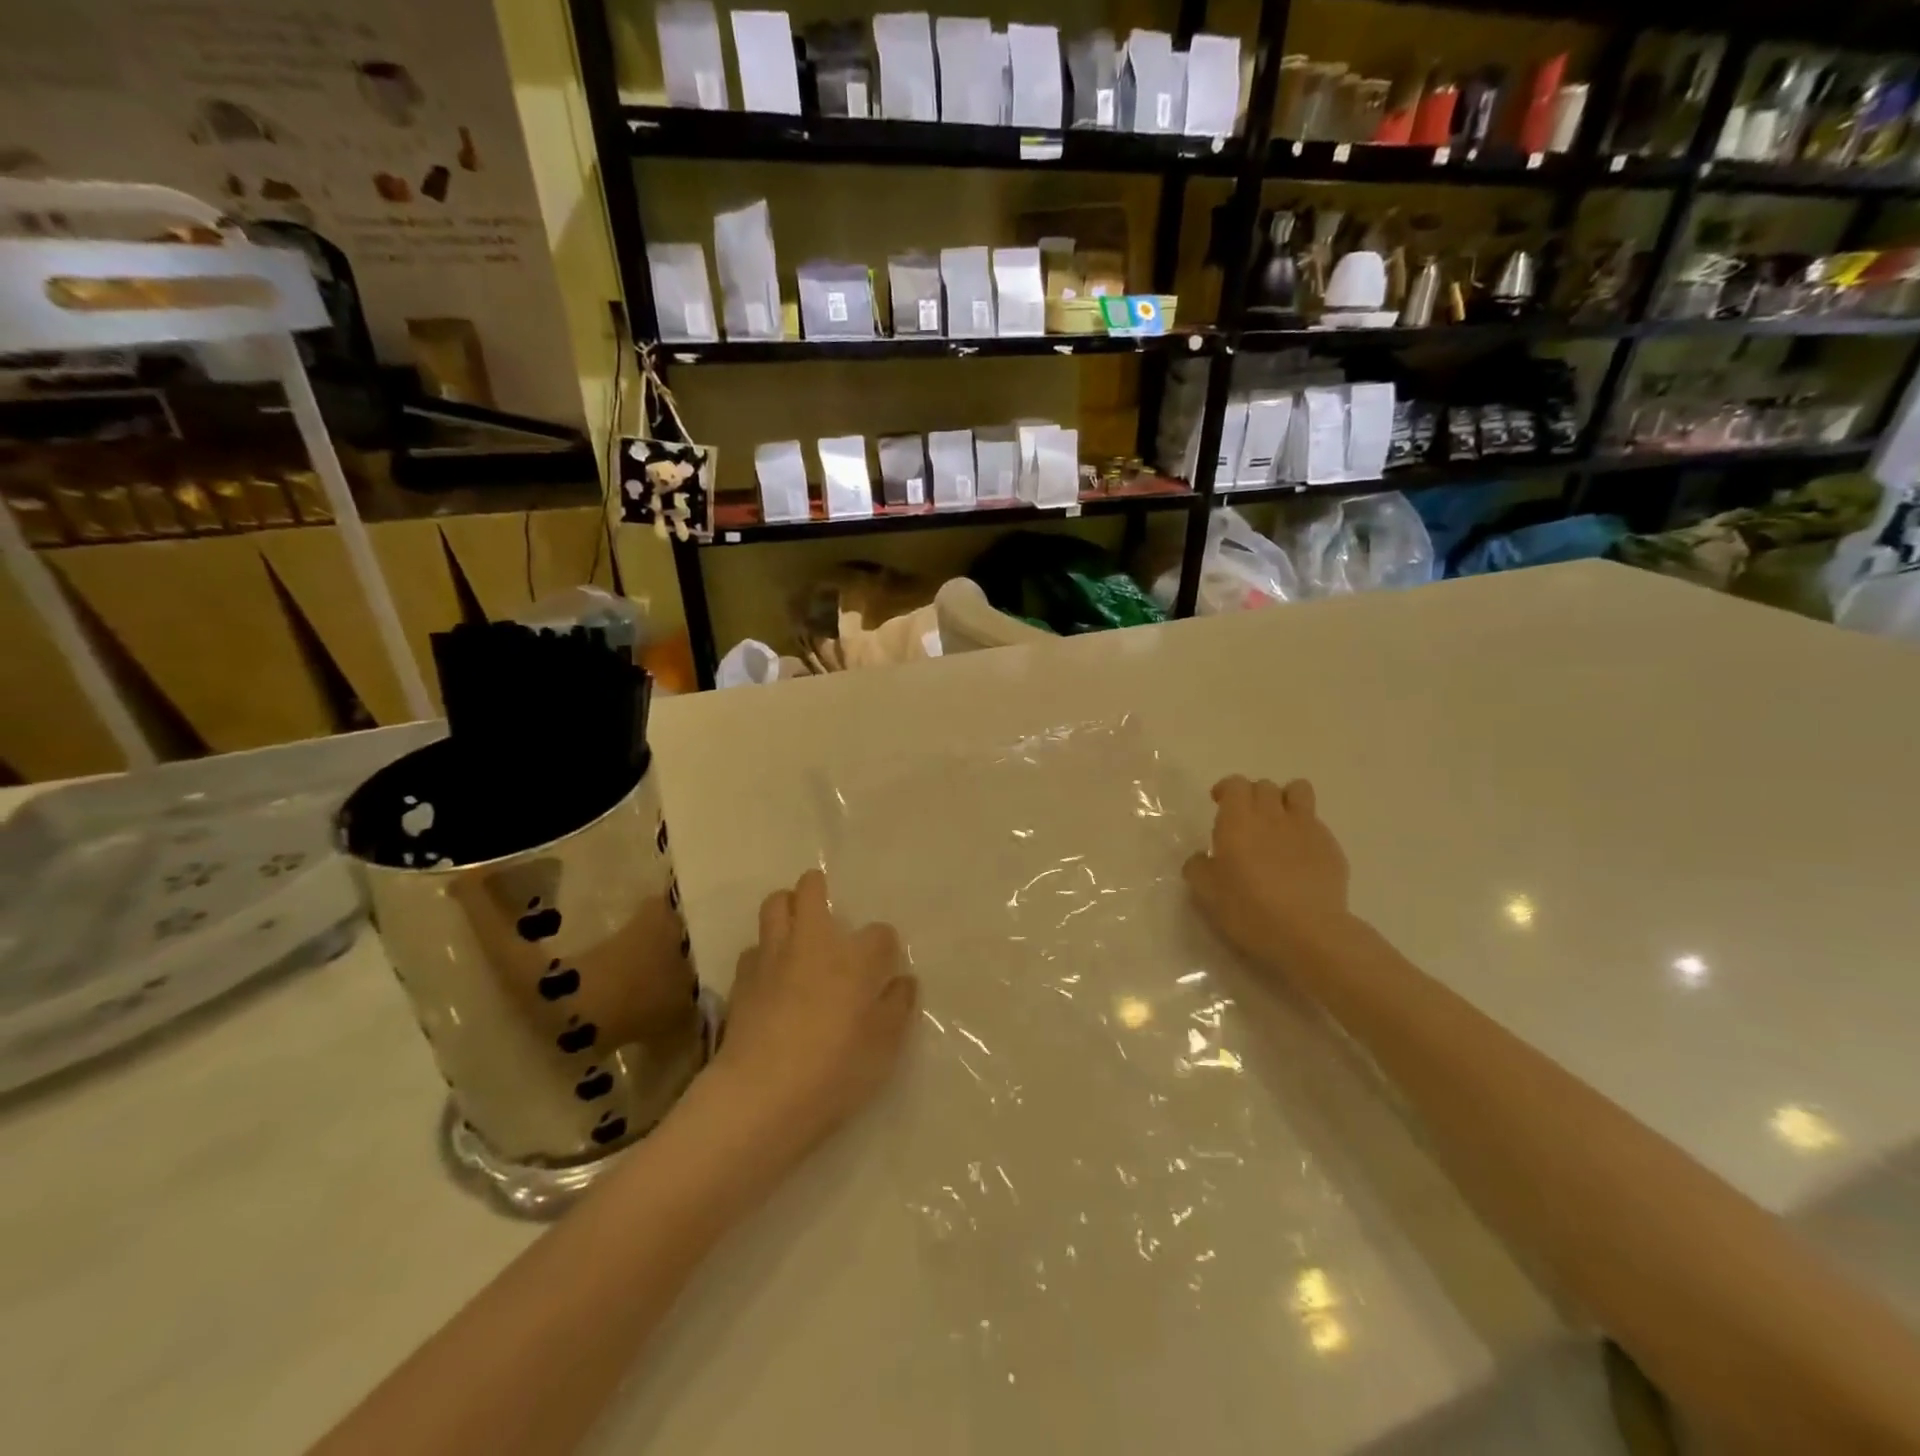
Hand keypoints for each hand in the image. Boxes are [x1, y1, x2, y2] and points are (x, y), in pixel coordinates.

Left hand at [705, 869, 918, 1161]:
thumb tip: (902, 981)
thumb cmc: (834, 1069)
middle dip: (818, 890)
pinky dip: (764, 954)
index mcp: (854, 957)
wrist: (761, 1095)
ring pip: (774, 906)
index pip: (880, 933)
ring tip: (796, 933)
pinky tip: (770, 977)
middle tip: (825, 909)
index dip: (885, 947)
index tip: (884, 966)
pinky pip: (754, 949)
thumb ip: (897, 1007)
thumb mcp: (883, 1046)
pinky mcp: (741, 979)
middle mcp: (812, 943)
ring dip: (786, 910)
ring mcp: (772, 957)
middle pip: (810, 890)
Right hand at [1184, 776, 1350, 972]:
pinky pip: (1316, 823)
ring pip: (1298, 790)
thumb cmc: (1248, 909)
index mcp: (1238, 820)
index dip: (1226, 789)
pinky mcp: (1331, 846)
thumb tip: (1203, 858)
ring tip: (1279, 823)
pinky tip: (1300, 856)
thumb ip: (1198, 867)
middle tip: (1246, 821)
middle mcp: (1272, 815)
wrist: (1307, 932)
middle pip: (1264, 786)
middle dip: (1253, 796)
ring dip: (1285, 799)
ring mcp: (1306, 828)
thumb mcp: (1206, 892)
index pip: (1235, 784)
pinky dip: (1305, 830)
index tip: (1219, 804)